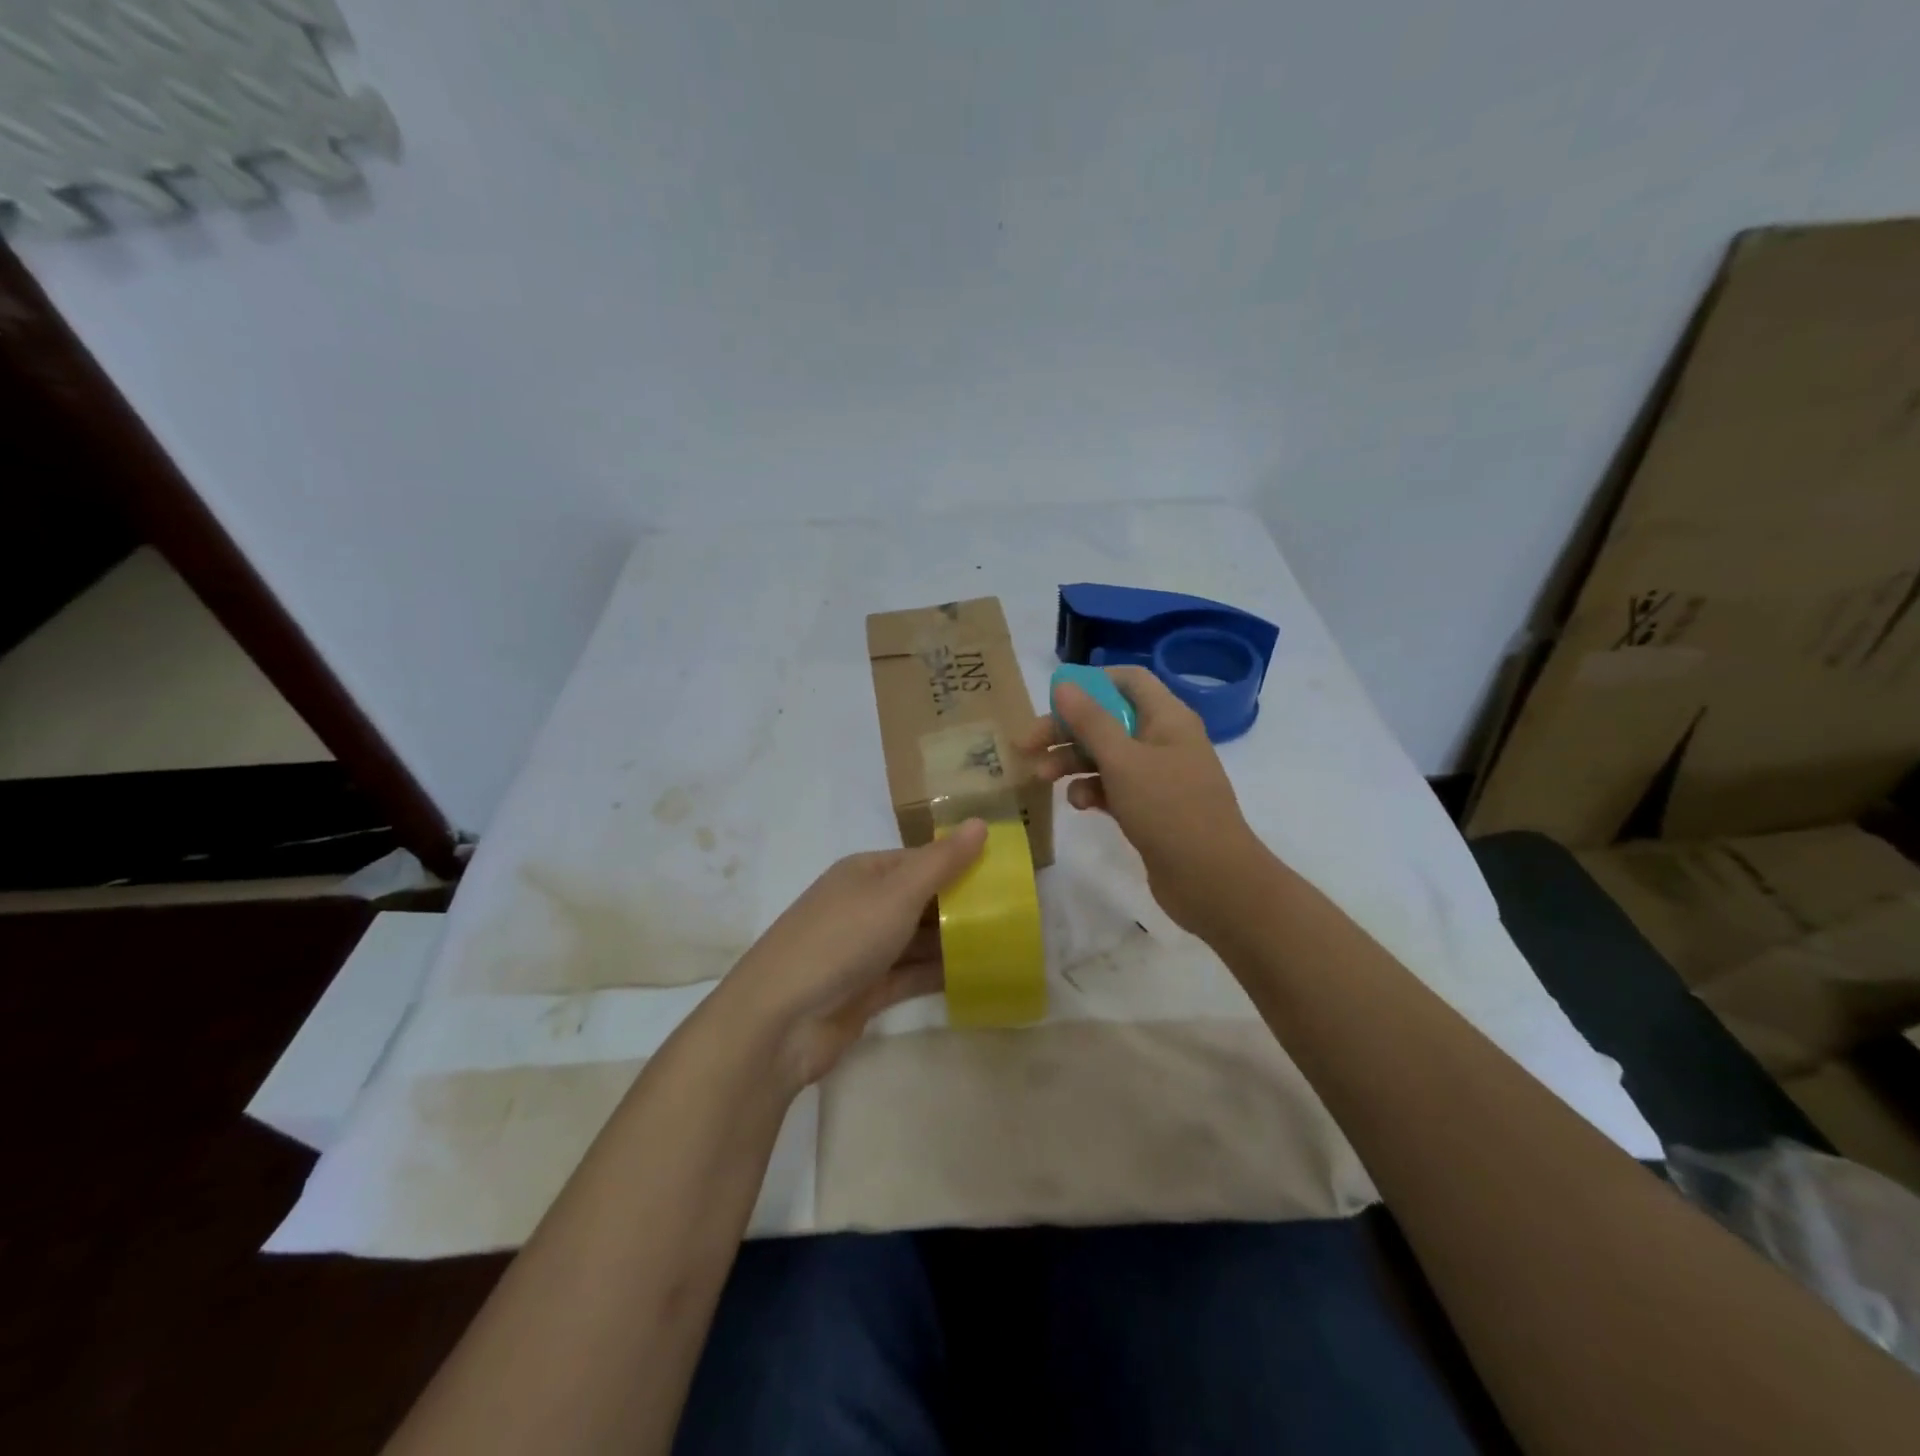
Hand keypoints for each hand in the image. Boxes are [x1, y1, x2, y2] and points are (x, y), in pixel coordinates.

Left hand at [712, 820, 987, 1092]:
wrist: (780, 1020)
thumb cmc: (840, 940)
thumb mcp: (896, 893)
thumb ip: (942, 862)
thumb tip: (982, 823)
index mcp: (866, 872)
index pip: (922, 859)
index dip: (961, 863)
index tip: (1005, 874)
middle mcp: (864, 905)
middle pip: (922, 899)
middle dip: (963, 905)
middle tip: (1015, 913)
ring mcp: (864, 950)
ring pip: (919, 939)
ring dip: (955, 941)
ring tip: (1005, 944)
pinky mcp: (867, 990)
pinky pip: (912, 975)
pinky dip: (940, 974)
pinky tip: (977, 976)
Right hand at [1015, 666, 1264, 936]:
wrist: (1212, 880)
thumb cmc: (1169, 809)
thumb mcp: (1123, 761)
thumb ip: (1091, 721)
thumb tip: (1064, 685)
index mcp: (1167, 718)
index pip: (1128, 681)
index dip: (1091, 683)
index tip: (1053, 699)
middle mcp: (1163, 740)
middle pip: (1108, 720)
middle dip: (1067, 730)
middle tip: (1027, 745)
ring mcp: (1158, 776)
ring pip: (1106, 756)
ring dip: (1073, 762)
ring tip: (1042, 777)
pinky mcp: (1150, 808)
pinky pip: (1114, 787)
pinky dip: (1092, 790)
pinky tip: (1079, 804)